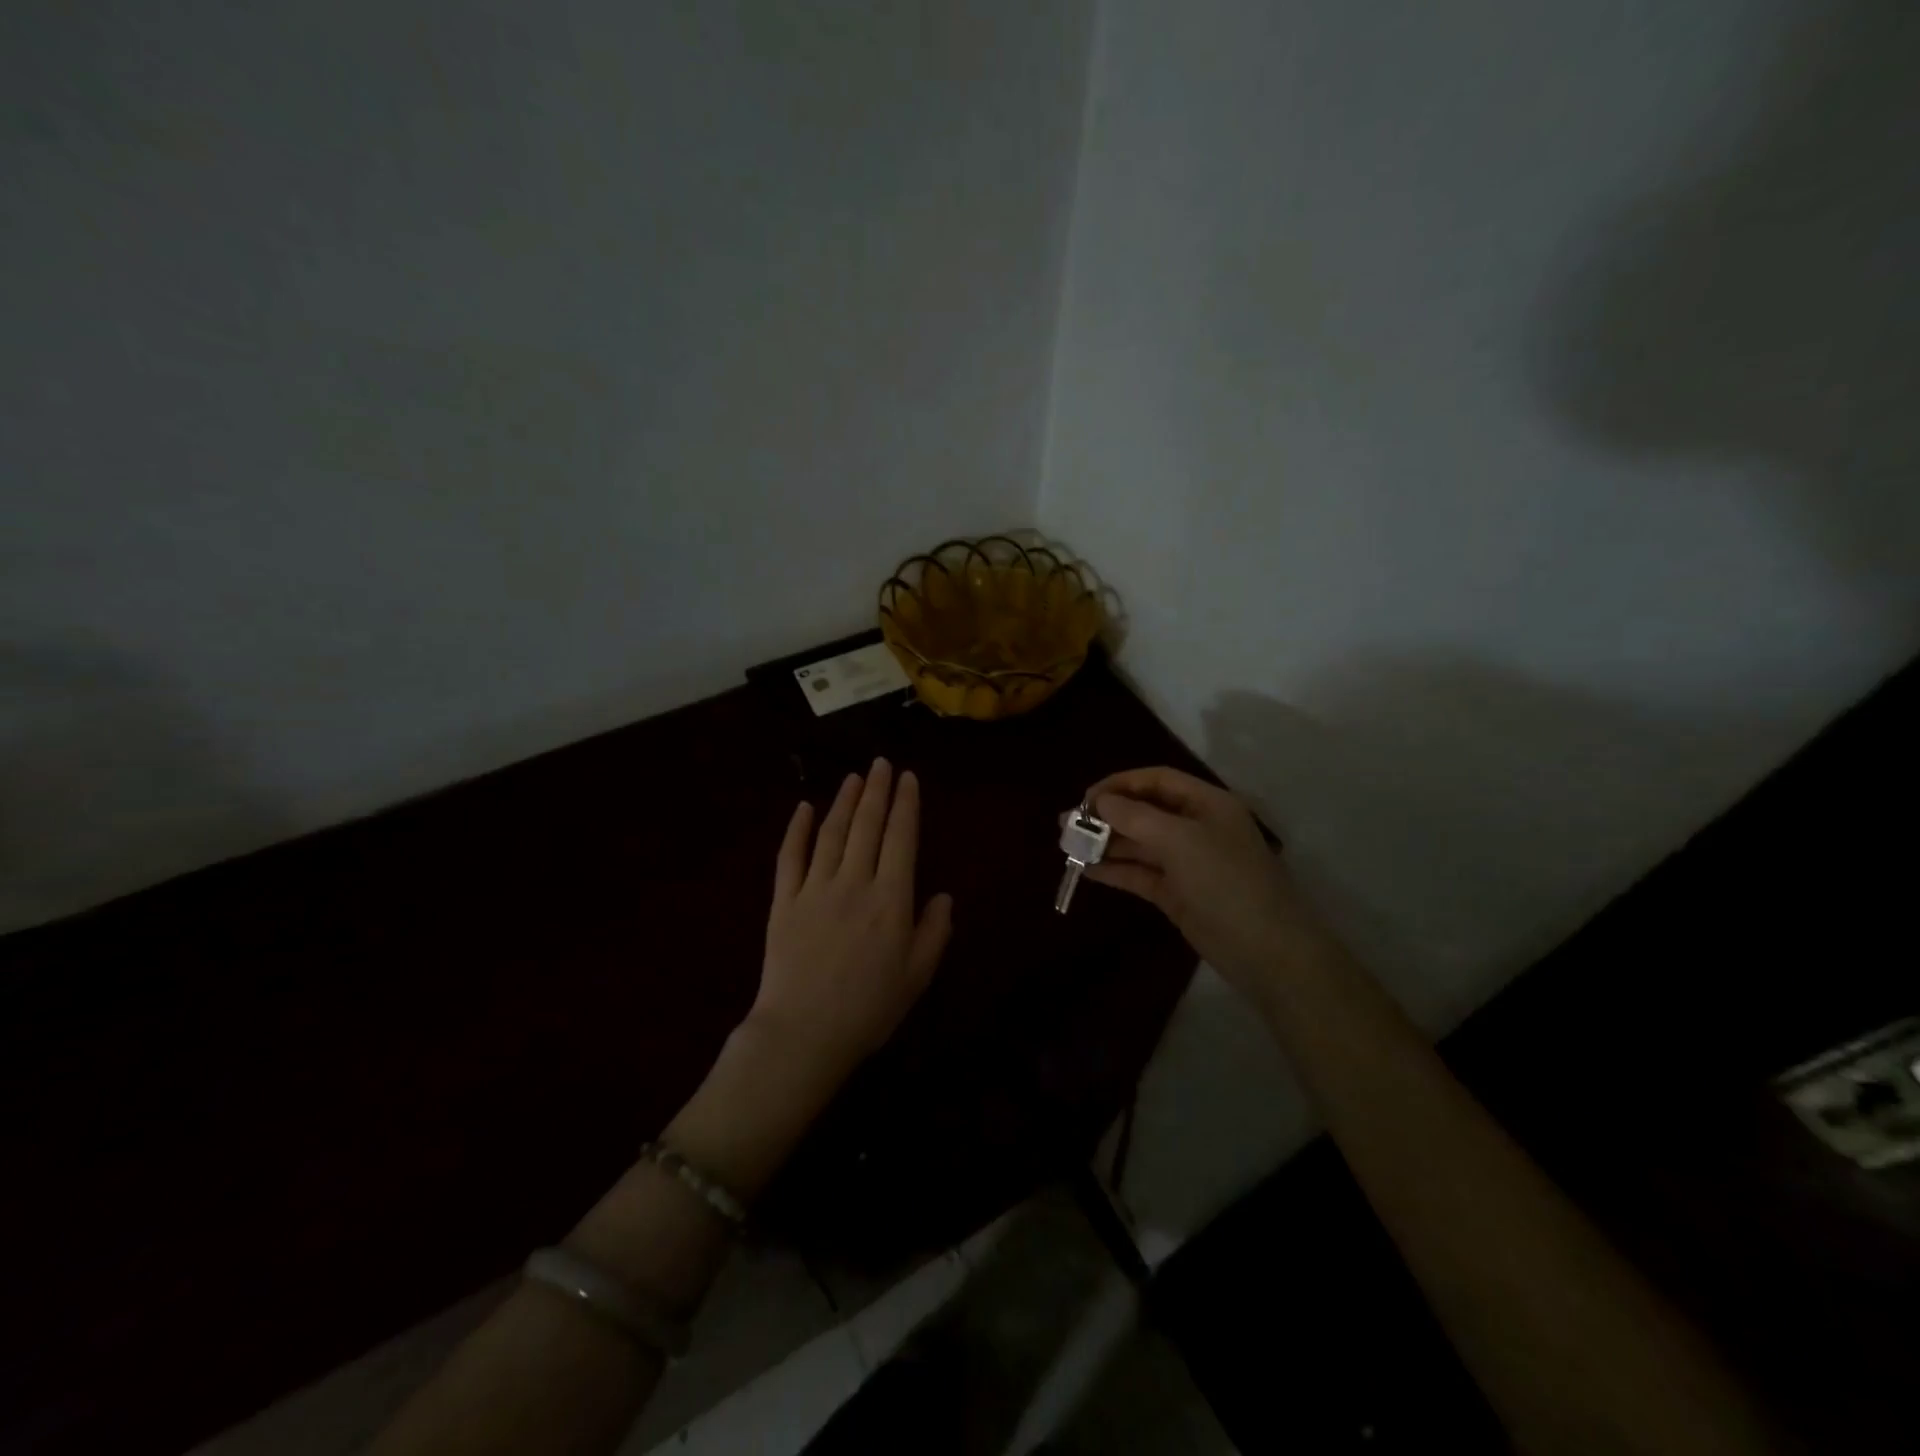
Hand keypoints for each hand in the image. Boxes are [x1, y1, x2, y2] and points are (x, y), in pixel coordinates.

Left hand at [749, 759, 952, 1083]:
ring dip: (844, 801)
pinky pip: (789, 856)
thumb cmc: (868, 1010)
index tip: (908, 778)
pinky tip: (804, 807)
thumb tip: (944, 896)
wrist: (803, 1035)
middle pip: (866, 826)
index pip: (901, 839)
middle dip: (877, 791)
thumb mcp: (916, 977)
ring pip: (831, 833)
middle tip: (882, 764)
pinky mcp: (784, 901)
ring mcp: (814, 889)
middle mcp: (854, 883)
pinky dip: (797, 829)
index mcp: (890, 900)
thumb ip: (934, 932)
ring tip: (855, 777)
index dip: (906, 805)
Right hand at [1080, 766, 1342, 995]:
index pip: (1157, 780)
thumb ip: (1136, 817)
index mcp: (1207, 804)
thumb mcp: (1180, 841)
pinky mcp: (1177, 894)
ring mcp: (1187, 863)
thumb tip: (1099, 802)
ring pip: (1139, 844)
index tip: (1085, 798)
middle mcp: (1196, 827)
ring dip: (1106, 843)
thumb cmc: (1227, 882)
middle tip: (1066, 823)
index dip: (1120, 784)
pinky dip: (1115, 870)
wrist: (1268, 951)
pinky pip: (1140, 874)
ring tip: (1068, 846)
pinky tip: (1087, 870)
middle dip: (1107, 815)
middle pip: (1144, 811)